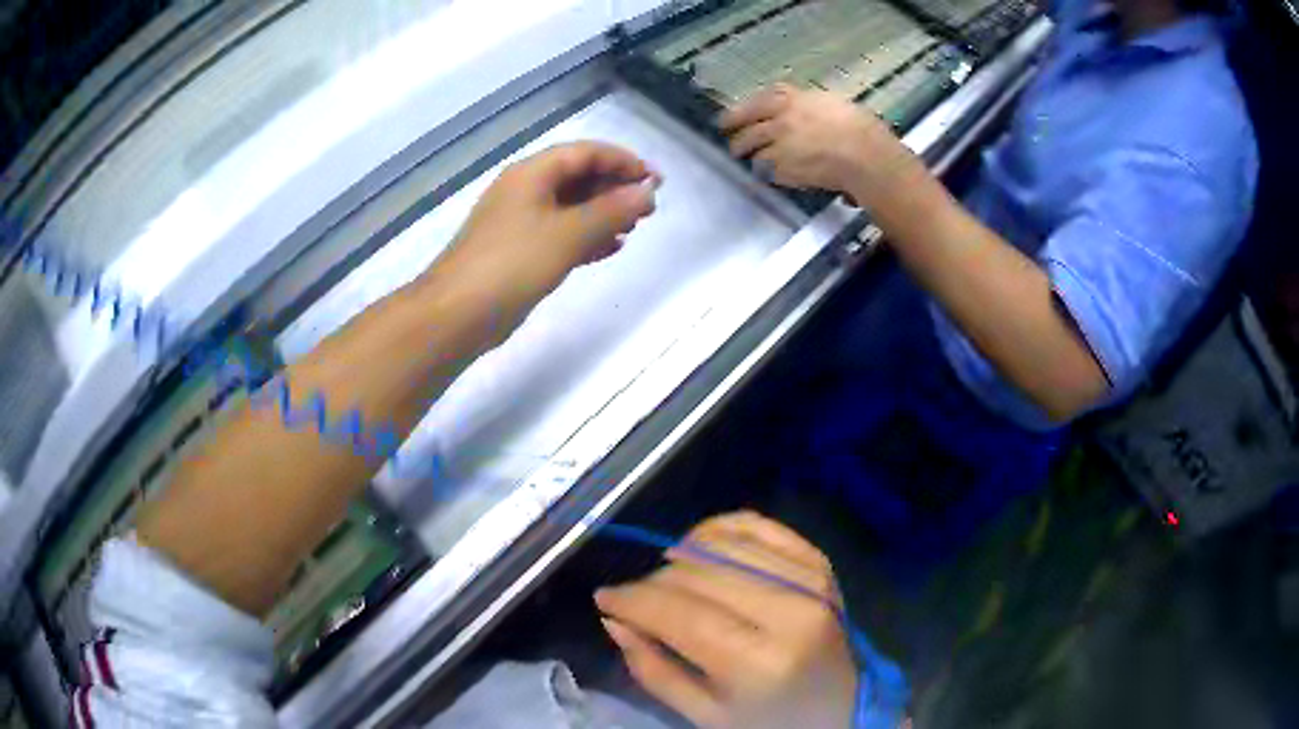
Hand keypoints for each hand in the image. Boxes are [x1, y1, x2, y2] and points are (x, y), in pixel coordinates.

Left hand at [430, 141, 658, 321]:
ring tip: (634, 228)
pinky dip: (586, 236)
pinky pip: (560, 233)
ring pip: (571, 206)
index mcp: (532, 173)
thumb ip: (611, 211)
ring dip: (603, 213)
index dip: (623, 161)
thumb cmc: (512, 264)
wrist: (458, 313)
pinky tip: (610, 248)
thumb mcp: (568, 233)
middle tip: (648, 209)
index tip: (655, 181)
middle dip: (615, 188)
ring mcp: (520, 221)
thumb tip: (647, 192)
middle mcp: (525, 190)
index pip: (585, 152)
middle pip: (578, 176)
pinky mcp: (519, 250)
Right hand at [595, 512, 858, 728]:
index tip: (603, 597)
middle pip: (698, 576)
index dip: (634, 600)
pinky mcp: (818, 562)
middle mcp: (790, 612)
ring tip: (664, 577)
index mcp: (761, 663)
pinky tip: (698, 544)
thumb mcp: (704, 714)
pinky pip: (757, 526)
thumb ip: (654, 668)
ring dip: (680, 556)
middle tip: (632, 599)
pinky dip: (719, 528)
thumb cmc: (767, 718)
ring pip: (723, 546)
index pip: (681, 614)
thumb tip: (612, 619)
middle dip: (651, 584)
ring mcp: (810, 581)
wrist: (839, 703)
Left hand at [719, 84, 915, 207]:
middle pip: (744, 120)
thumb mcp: (835, 105)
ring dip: (745, 152)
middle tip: (728, 135)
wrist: (865, 157)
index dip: (744, 106)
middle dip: (732, 128)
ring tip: (742, 157)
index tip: (736, 113)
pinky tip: (769, 174)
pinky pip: (765, 170)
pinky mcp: (780, 166)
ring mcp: (777, 141)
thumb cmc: (861, 130)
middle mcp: (780, 116)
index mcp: (794, 98)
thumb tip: (807, 111)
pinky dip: (766, 172)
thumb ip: (812, 106)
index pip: (761, 98)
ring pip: (750, 146)